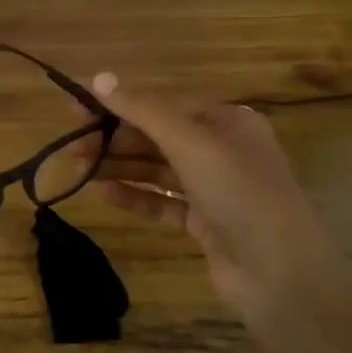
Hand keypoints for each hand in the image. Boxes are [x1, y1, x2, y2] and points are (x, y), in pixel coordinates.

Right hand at [80, 72, 337, 315]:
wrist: (279, 275)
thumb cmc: (240, 195)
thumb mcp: (191, 144)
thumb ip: (143, 111)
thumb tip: (99, 77)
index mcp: (227, 122)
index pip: (163, 106)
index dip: (119, 106)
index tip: (77, 111)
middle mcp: (221, 151)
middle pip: (157, 137)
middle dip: (114, 140)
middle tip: (72, 147)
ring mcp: (213, 189)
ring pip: (156, 170)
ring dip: (118, 167)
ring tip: (79, 169)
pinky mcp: (203, 223)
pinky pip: (161, 202)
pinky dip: (134, 196)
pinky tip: (103, 193)